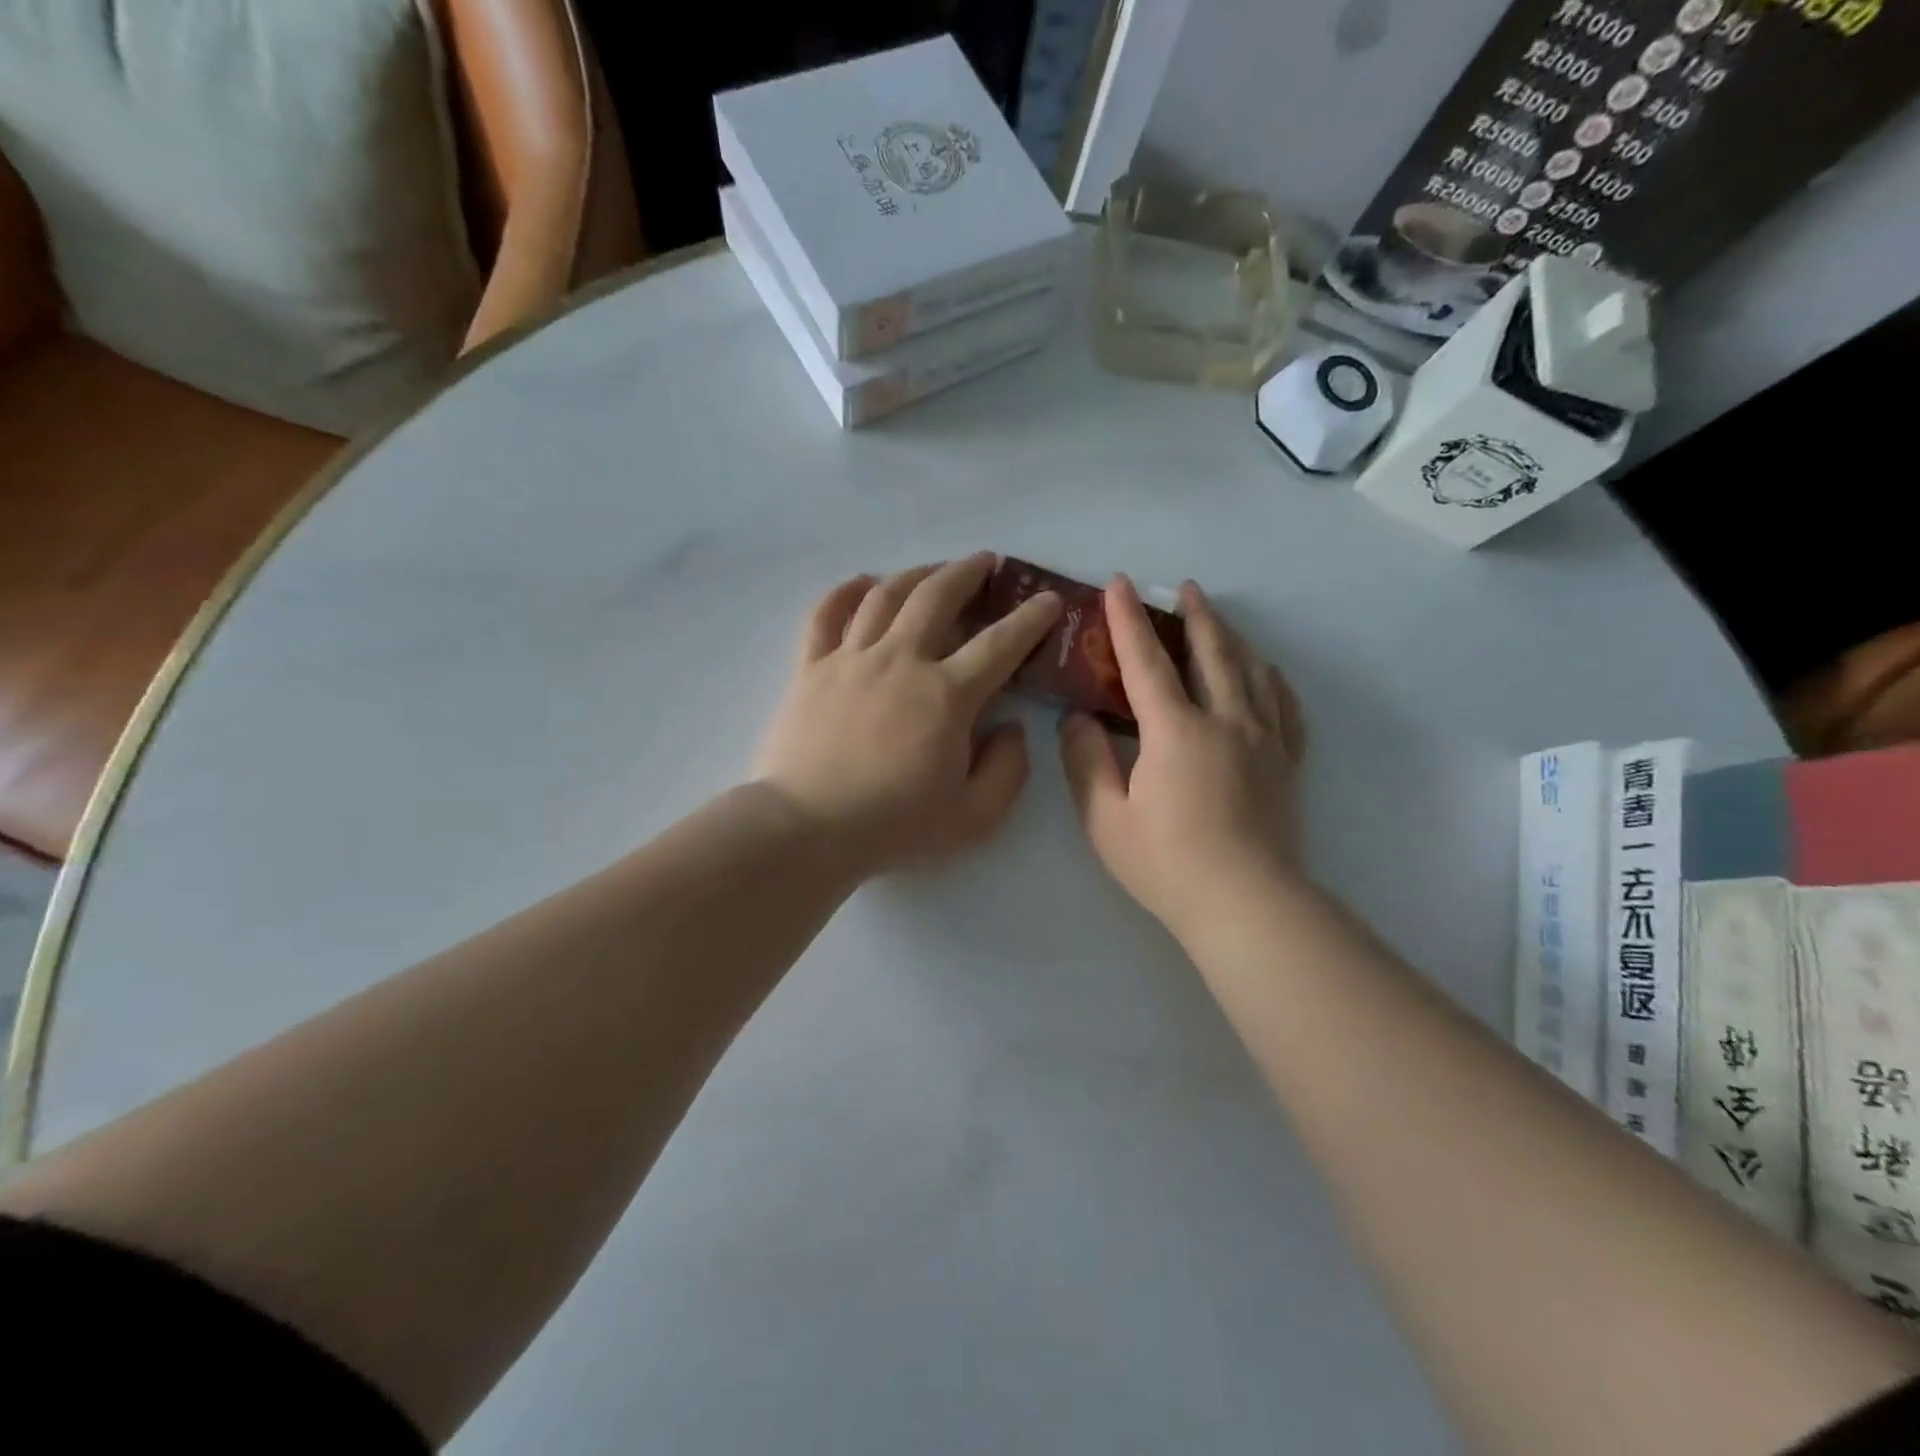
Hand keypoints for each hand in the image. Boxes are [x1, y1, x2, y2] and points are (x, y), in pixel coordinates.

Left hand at [754, 554, 1062, 879]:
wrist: (808, 829)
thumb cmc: (894, 826)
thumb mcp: (974, 815)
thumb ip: (1007, 768)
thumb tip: (1010, 727)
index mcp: (947, 695)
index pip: (999, 644)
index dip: (1030, 619)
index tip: (1048, 600)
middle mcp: (900, 660)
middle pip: (937, 597)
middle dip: (968, 572)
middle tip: (986, 562)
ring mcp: (850, 659)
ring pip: (884, 595)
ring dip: (915, 574)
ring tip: (932, 570)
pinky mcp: (810, 669)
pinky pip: (826, 615)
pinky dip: (845, 591)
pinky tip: (862, 583)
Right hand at [1058, 578, 1304, 940]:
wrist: (1247, 905)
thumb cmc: (1167, 863)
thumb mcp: (1105, 818)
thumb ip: (1085, 761)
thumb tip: (1077, 719)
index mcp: (1175, 730)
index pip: (1146, 661)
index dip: (1128, 620)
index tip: (1118, 584)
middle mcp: (1225, 720)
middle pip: (1211, 652)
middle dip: (1194, 615)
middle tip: (1183, 589)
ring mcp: (1264, 739)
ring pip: (1251, 671)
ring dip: (1231, 638)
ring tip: (1218, 621)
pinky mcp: (1287, 763)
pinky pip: (1285, 706)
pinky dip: (1273, 680)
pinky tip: (1267, 673)